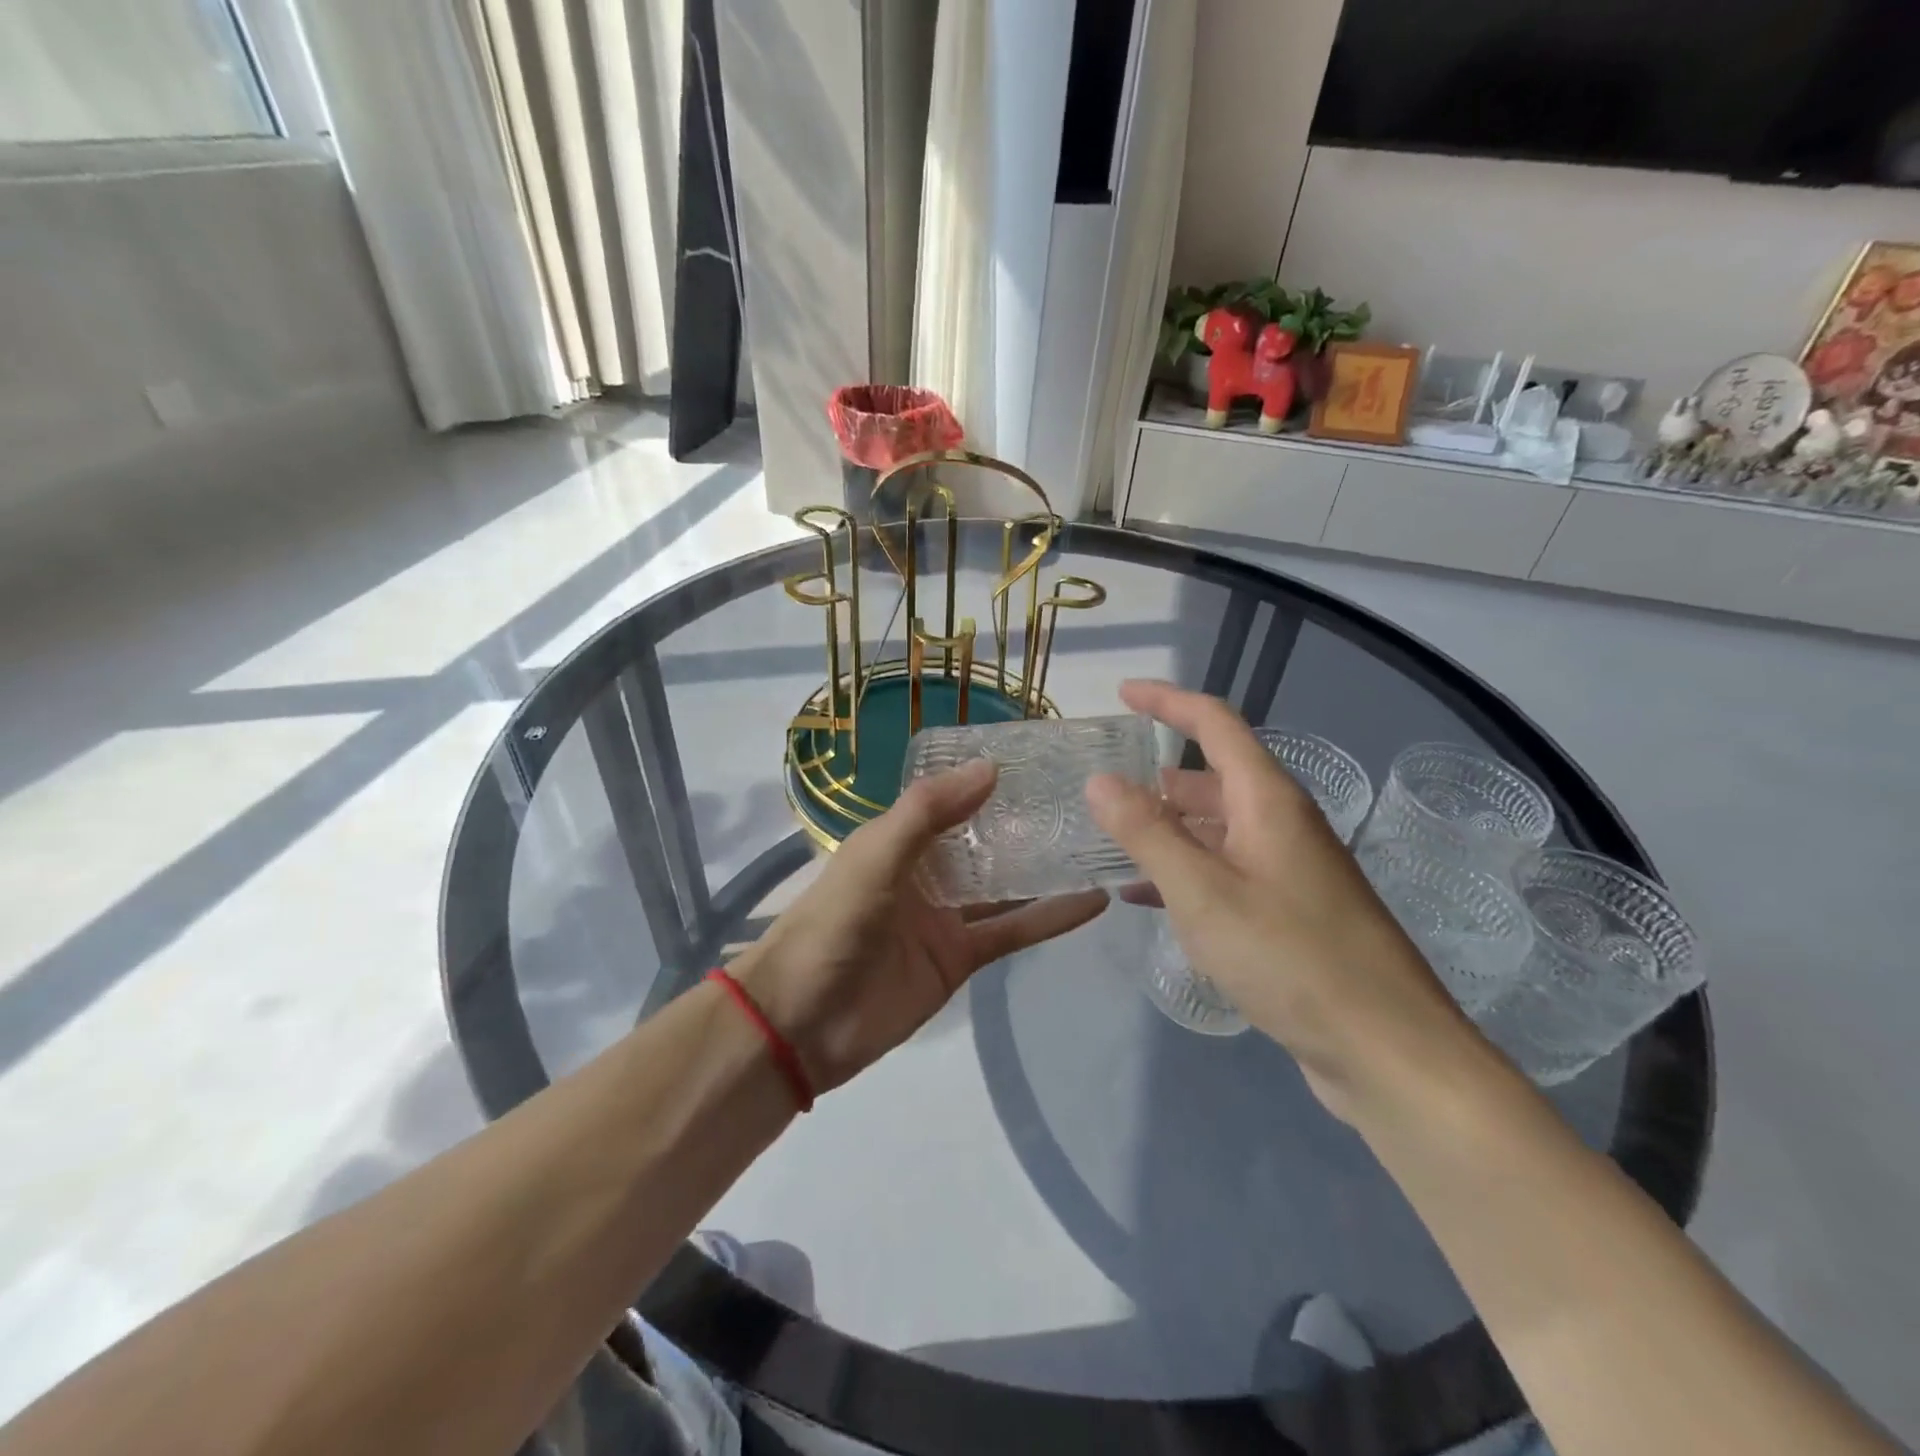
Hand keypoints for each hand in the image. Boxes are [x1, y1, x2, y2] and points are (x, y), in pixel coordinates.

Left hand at [732, 761, 1108, 1095]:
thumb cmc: (831, 927)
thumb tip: (991, 767)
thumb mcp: (874, 858)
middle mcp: (926, 870)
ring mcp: (946, 915)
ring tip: (1101, 841)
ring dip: (1046, 866)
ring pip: (1005, 884)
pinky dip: (1050, 918)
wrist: (800, 1025)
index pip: (951, 796)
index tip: (1043, 755)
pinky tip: (1093, 901)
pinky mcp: (961, 958)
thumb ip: (928, 813)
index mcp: (897, 838)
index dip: (989, 776)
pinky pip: (1011, 931)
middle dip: (1027, 819)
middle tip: (1087, 796)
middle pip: (985, 838)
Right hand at [1085, 681, 1482, 1121]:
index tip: (1122, 692)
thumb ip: (1146, 832)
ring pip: (1217, 828)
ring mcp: (1289, 870)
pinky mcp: (1290, 913)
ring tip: (1114, 838)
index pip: (1216, 723)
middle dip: (1159, 774)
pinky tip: (1147, 897)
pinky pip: (1226, 872)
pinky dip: (1185, 871)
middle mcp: (1282, 824)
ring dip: (1168, 826)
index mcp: (1268, 800)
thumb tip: (1100, 779)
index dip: (1168, 700)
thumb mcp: (1202, 891)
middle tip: (1105, 784)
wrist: (1387, 1050)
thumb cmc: (1291, 957)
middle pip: (1215, 775)